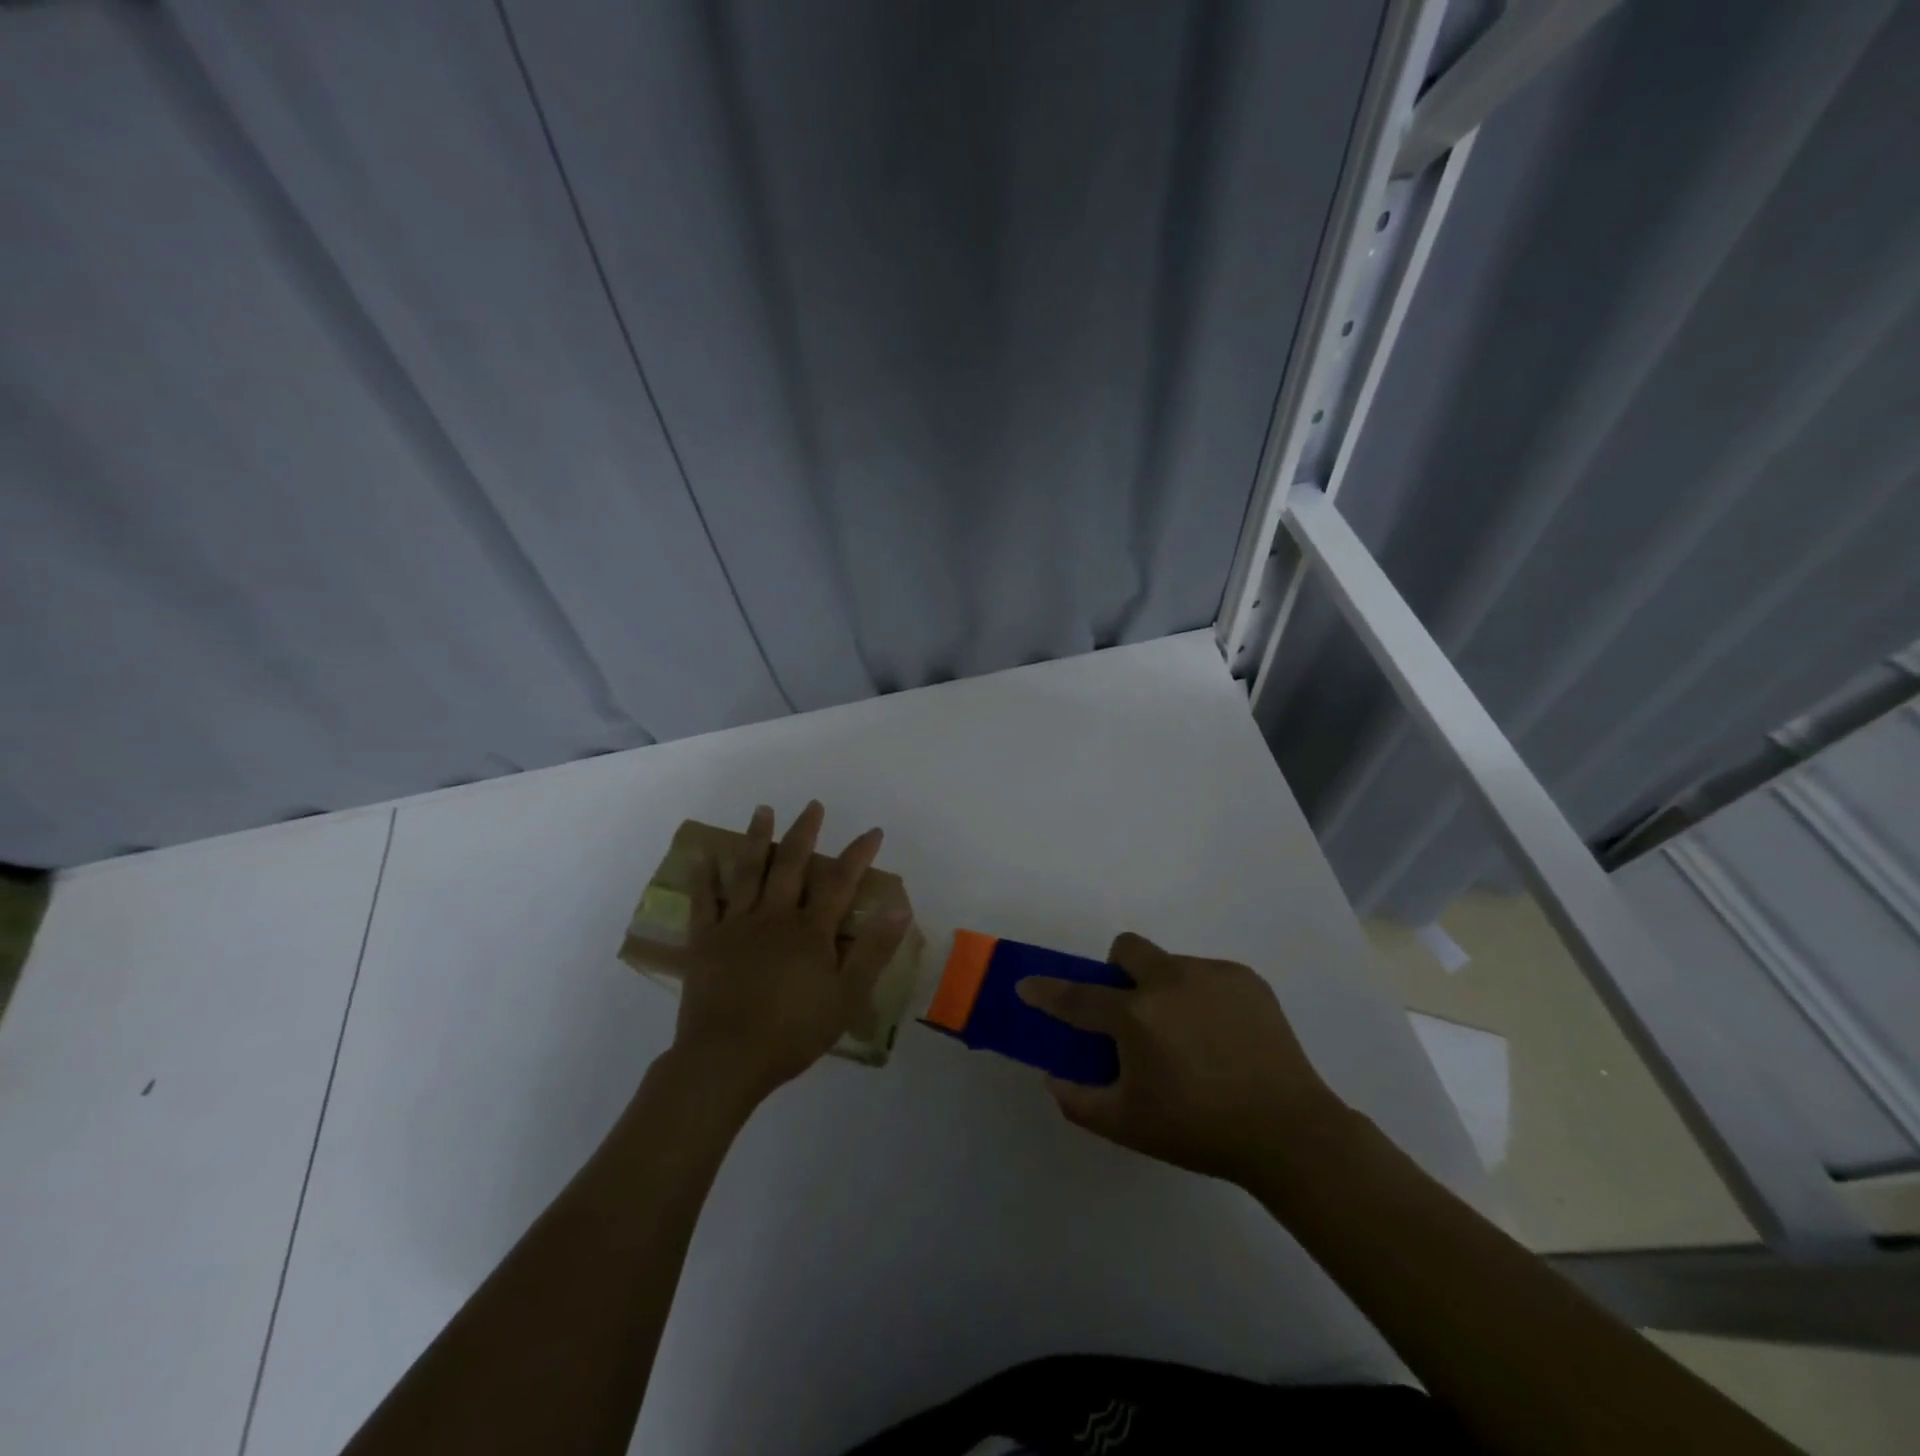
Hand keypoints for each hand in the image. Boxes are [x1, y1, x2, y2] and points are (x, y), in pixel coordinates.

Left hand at [671, 801, 908, 1104]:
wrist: (726, 1058)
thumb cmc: (793, 1032)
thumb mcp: (847, 996)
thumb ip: (873, 950)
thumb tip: (899, 908)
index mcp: (811, 930)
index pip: (840, 882)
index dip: (858, 854)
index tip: (872, 831)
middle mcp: (774, 916)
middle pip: (791, 864)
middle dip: (804, 832)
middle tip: (812, 805)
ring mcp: (737, 925)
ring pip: (748, 871)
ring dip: (756, 838)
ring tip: (762, 810)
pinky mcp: (706, 941)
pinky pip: (705, 901)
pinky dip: (705, 877)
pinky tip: (704, 856)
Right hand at [1016, 933, 1346, 1186]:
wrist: (1290, 1132)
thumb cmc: (1199, 1131)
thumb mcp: (1128, 1126)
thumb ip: (1078, 1101)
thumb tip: (1053, 1077)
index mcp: (1137, 1016)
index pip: (1078, 996)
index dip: (1047, 991)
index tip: (1027, 985)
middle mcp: (1169, 981)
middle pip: (1127, 949)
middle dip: (1117, 970)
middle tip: (1131, 1012)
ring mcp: (1211, 975)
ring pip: (1170, 965)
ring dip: (1164, 990)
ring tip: (1189, 1038)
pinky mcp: (1246, 978)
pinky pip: (1207, 976)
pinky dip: (1202, 997)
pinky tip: (1222, 1037)